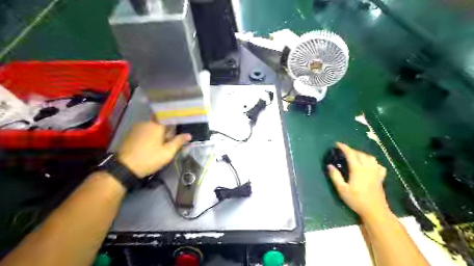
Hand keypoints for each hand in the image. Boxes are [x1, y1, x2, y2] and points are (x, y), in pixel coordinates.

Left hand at [117, 122, 190, 178]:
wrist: (124, 167)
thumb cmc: (149, 158)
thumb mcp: (167, 152)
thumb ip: (178, 142)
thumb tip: (189, 135)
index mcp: (156, 125)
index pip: (169, 118)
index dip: (174, 124)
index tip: (178, 132)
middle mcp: (145, 122)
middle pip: (160, 123)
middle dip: (166, 131)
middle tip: (168, 144)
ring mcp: (136, 127)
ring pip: (152, 127)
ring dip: (157, 134)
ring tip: (159, 146)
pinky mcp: (130, 134)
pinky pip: (144, 131)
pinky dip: (149, 136)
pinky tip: (149, 146)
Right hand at [328, 143, 390, 218]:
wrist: (375, 211)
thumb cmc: (356, 200)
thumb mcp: (342, 189)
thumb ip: (335, 176)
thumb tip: (329, 166)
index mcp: (358, 169)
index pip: (351, 154)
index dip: (344, 147)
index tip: (337, 144)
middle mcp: (367, 168)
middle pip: (360, 154)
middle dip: (352, 150)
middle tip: (344, 151)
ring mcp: (375, 172)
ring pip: (370, 158)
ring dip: (362, 154)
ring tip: (356, 157)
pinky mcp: (380, 178)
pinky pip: (378, 165)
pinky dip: (373, 162)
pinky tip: (370, 165)